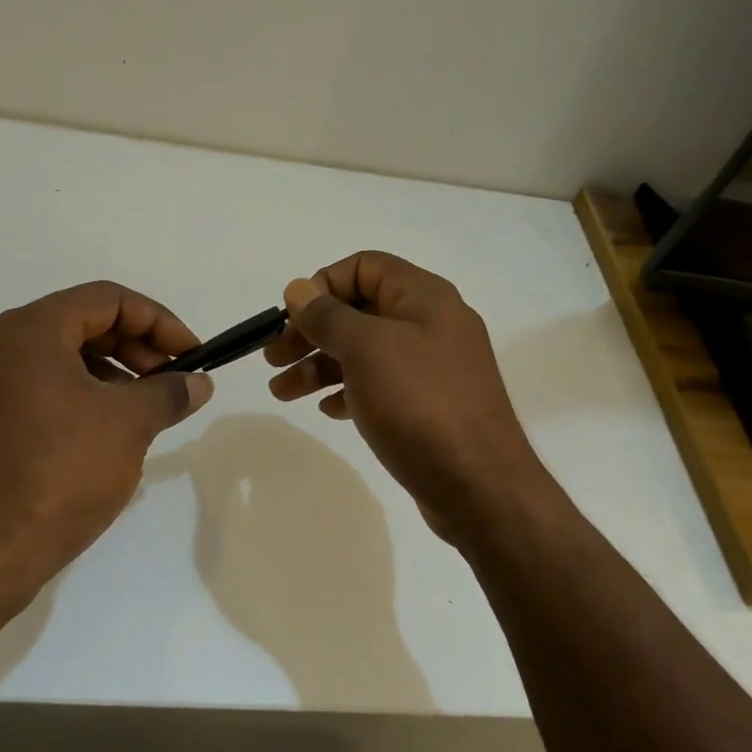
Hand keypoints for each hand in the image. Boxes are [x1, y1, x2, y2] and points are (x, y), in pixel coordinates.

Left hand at [0, 282, 213, 602]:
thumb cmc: (61, 473)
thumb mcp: (129, 425)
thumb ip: (169, 392)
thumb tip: (198, 382)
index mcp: (29, 330)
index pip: (107, 299)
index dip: (159, 322)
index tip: (191, 356)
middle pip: (79, 323)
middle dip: (135, 348)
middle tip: (171, 382)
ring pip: (56, 357)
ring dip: (108, 373)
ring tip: (142, 409)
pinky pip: (34, 388)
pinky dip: (75, 395)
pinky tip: (102, 430)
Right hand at [264, 251, 543, 535]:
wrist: (478, 485)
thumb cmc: (418, 404)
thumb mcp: (365, 349)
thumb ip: (328, 315)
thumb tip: (298, 288)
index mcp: (423, 297)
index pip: (364, 267)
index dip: (322, 285)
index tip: (291, 318)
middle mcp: (431, 324)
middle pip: (359, 311)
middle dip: (312, 331)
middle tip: (273, 359)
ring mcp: (432, 367)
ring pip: (365, 352)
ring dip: (320, 365)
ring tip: (282, 392)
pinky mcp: (429, 405)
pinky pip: (381, 385)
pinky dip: (349, 391)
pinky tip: (329, 411)